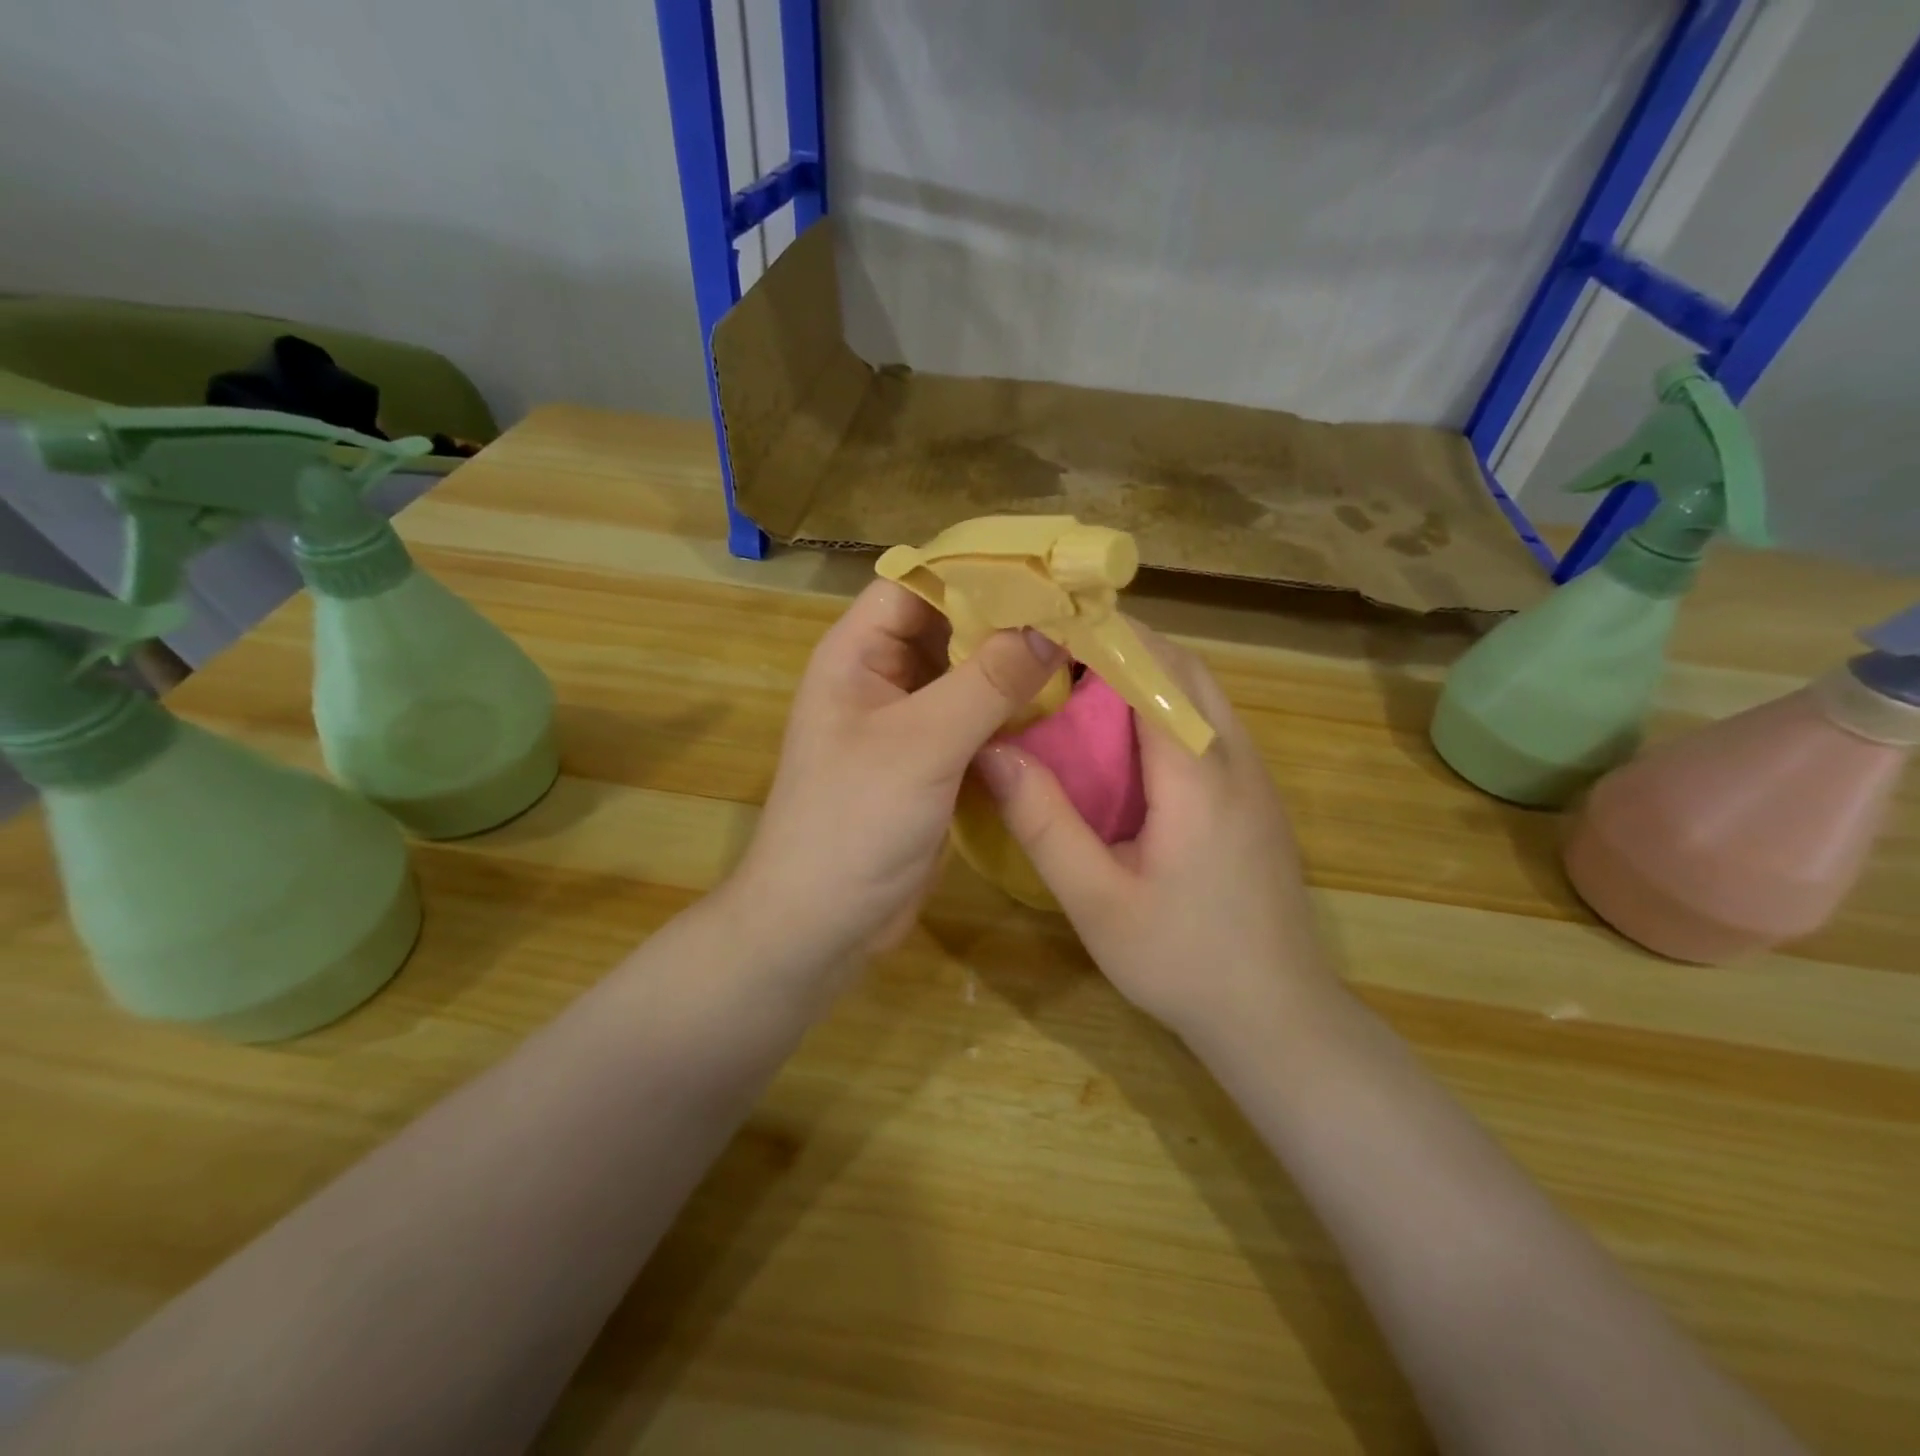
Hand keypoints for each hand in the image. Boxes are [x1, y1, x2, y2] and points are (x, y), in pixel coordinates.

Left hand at [729, 579, 1065, 974]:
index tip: (1046, 568)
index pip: (917, 583)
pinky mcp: (934, 763)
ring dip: (1016, 667)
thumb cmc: (853, 823)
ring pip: (968, 675)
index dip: (975, 570)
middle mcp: (882, 678)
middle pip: (949, 626)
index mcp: (857, 654)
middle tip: (1080, 610)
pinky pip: (978, 720)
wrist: (822, 924)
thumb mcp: (921, 745)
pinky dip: (1013, 711)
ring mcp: (910, 723)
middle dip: (1008, 618)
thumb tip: (1050, 629)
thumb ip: (985, 683)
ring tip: (1083, 650)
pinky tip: (1062, 707)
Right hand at [974, 626, 1335, 1047]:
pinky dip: (1166, 705)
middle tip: (1054, 649)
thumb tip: (992, 751)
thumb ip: (1044, 823)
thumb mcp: (1096, 900)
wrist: (1277, 1017)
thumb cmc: (1182, 961)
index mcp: (1198, 773)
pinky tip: (1125, 738)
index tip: (1046, 620)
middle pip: (1184, 668)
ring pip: (1202, 692)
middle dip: (1122, 643)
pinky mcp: (1256, 797)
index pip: (1154, 670)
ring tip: (1080, 682)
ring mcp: (1255, 776)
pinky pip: (1209, 724)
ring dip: (1147, 671)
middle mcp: (1236, 758)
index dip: (1101, 635)